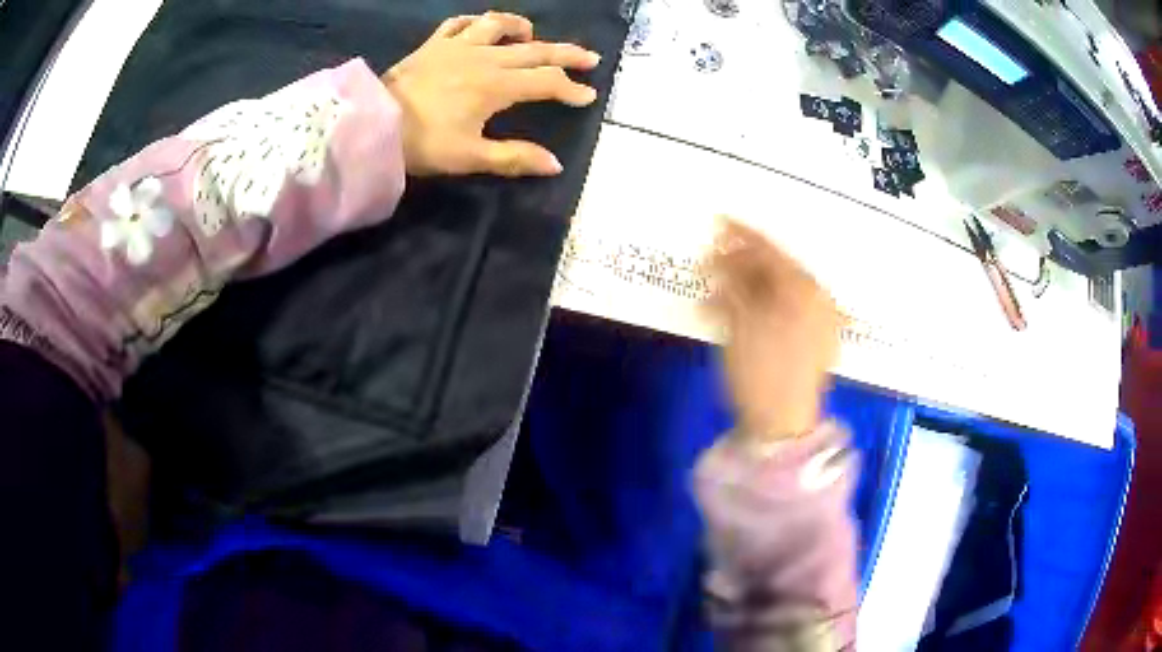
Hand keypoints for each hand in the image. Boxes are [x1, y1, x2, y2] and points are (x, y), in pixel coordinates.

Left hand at [382, 12, 600, 176]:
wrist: (373, 125)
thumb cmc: (423, 144)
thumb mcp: (471, 157)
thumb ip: (514, 158)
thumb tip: (555, 164)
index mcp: (497, 86)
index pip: (546, 82)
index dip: (571, 89)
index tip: (589, 96)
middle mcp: (484, 58)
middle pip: (535, 50)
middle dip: (567, 54)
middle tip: (590, 57)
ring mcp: (458, 46)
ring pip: (498, 25)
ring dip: (520, 27)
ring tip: (532, 35)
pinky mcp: (433, 44)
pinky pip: (458, 24)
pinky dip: (474, 23)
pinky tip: (481, 27)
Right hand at [706, 218, 840, 440]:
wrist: (782, 429)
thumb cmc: (763, 374)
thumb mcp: (743, 324)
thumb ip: (734, 283)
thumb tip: (721, 252)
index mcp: (806, 292)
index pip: (772, 252)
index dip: (743, 236)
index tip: (718, 220)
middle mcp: (816, 301)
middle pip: (774, 270)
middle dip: (739, 264)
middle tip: (709, 256)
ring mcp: (815, 323)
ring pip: (775, 292)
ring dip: (742, 288)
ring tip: (712, 294)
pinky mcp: (808, 341)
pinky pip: (781, 312)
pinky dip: (755, 309)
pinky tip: (731, 315)